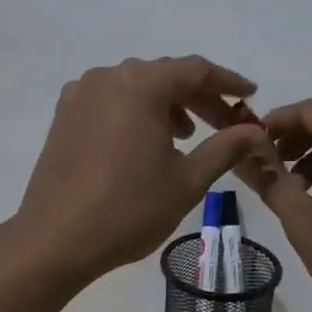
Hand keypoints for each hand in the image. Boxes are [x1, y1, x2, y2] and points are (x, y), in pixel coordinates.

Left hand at [12, 56, 274, 284]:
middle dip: (199, 97)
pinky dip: (136, 110)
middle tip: (225, 124)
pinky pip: (111, 98)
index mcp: (140, 85)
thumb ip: (225, 148)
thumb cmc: (128, 209)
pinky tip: (144, 140)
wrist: (55, 240)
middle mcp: (109, 77)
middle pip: (165, 75)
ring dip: (167, 103)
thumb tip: (256, 132)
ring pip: (137, 86)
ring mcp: (81, 93)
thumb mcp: (188, 181)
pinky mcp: (64, 113)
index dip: (228, 82)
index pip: (195, 70)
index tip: (251, 96)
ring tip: (185, 136)